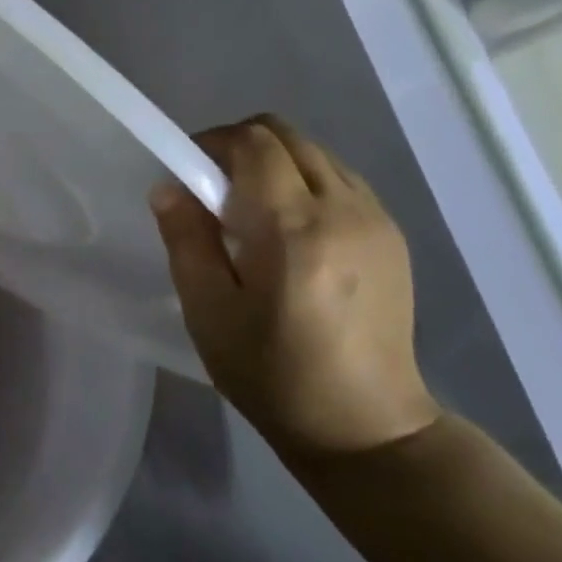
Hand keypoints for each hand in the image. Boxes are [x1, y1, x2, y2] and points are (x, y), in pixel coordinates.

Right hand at [150, 116, 438, 457]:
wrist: (367, 427)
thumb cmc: (273, 374)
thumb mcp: (209, 312)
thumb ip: (186, 239)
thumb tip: (168, 186)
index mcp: (293, 228)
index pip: (253, 142)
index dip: (212, 142)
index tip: (188, 171)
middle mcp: (343, 209)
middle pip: (286, 134)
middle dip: (241, 145)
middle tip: (214, 189)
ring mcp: (376, 218)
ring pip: (315, 152)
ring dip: (275, 162)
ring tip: (253, 212)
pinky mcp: (393, 234)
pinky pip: (340, 178)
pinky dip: (306, 181)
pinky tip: (292, 229)